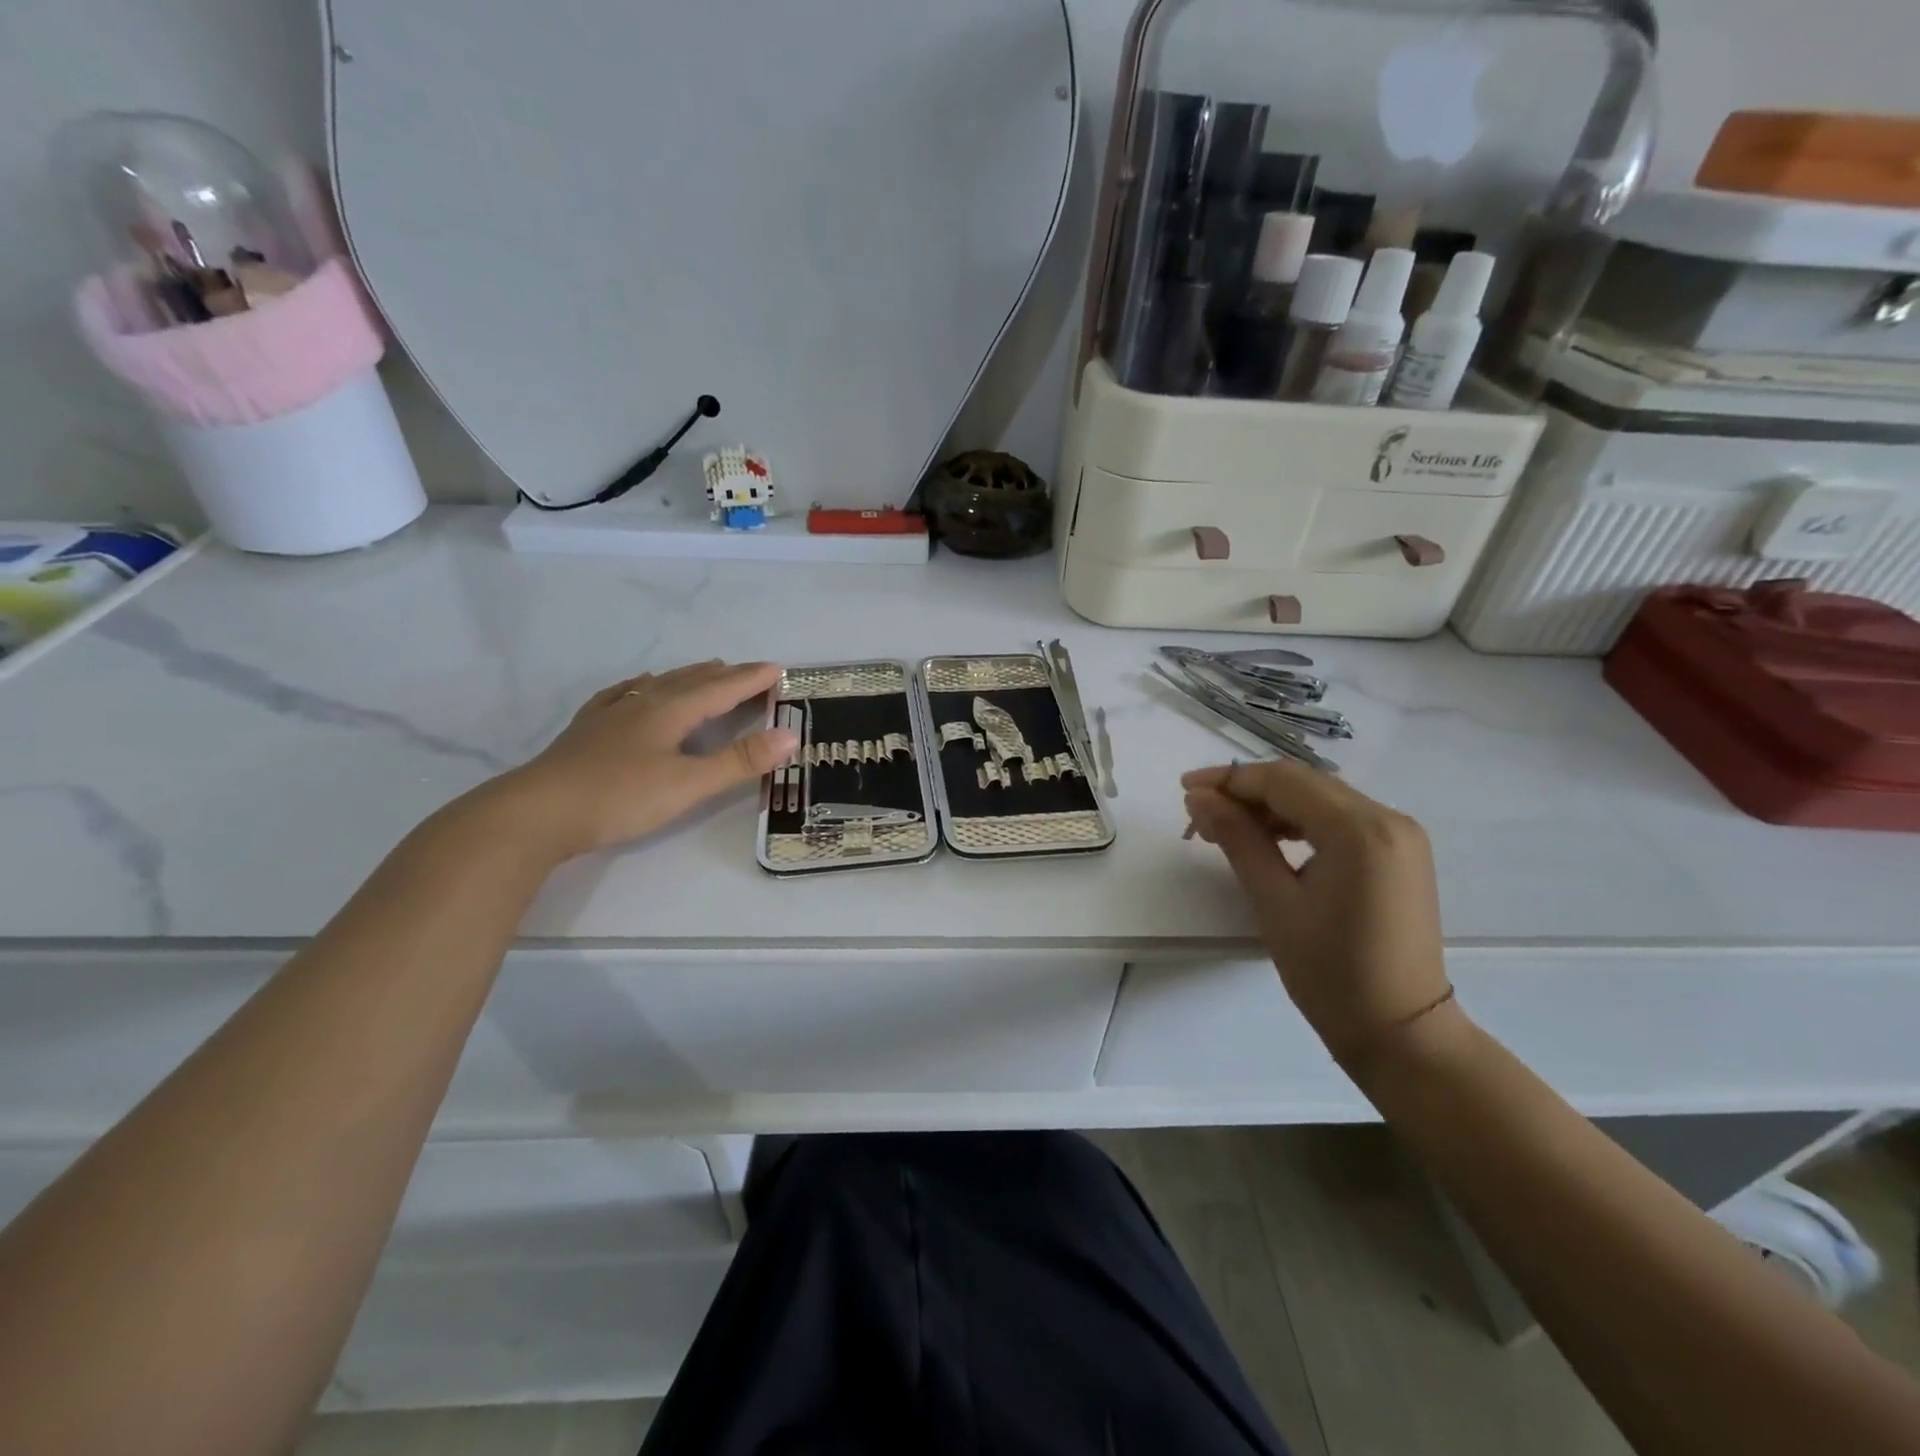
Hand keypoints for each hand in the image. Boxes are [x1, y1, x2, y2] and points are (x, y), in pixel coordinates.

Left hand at [483, 660, 797, 861]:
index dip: (751, 679)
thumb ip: (740, 761)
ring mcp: (611, 715)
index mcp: (671, 711)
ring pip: (658, 685)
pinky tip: (637, 689)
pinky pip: (622, 696)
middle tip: (750, 671)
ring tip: (706, 670)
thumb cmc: (620, 797)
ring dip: (688, 676)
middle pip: (691, 681)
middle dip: (725, 675)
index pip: (721, 688)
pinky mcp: (588, 731)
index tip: (778, 669)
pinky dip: (641, 687)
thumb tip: (790, 736)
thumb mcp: (689, 784)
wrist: (537, 812)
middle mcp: (643, 704)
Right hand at [1182, 761, 1451, 1067]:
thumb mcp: (1274, 901)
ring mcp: (1400, 835)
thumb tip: (1200, 798)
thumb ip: (1238, 839)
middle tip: (1200, 814)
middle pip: (1303, 783)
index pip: (1283, 781)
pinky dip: (1300, 822)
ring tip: (1226, 830)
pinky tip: (1269, 841)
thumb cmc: (1331, 972)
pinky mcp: (1400, 853)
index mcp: (1360, 830)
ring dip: (1271, 807)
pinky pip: (1340, 820)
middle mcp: (1389, 819)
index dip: (1229, 780)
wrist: (1401, 1032)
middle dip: (1247, 792)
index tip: (1185, 789)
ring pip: (1321, 799)